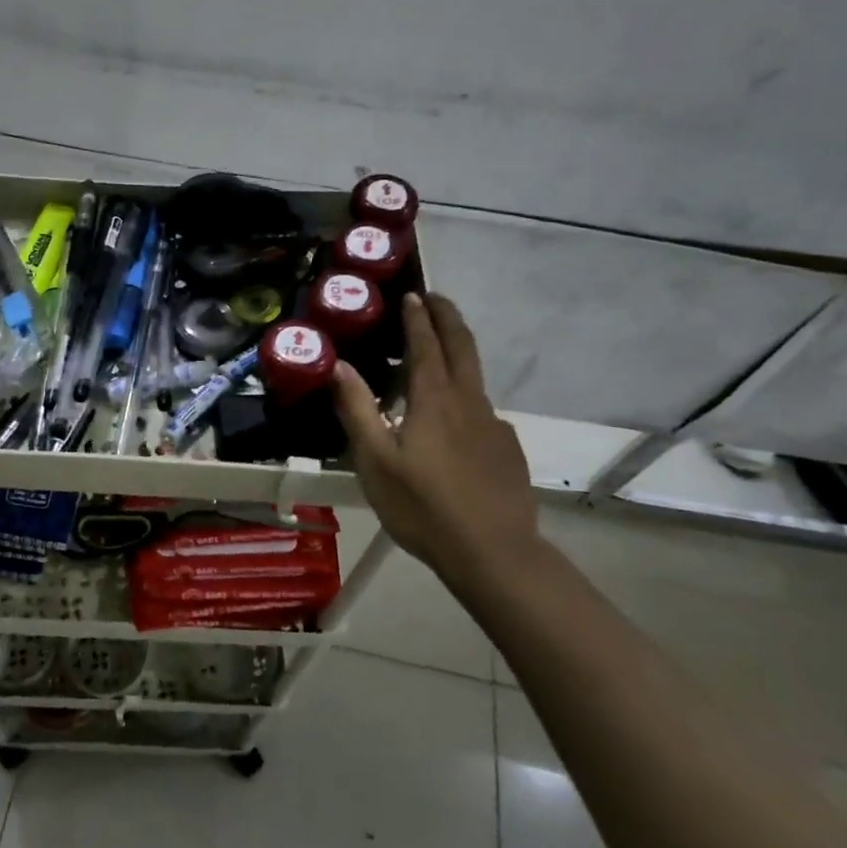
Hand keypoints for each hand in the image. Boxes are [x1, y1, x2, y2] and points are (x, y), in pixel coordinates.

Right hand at [333, 292, 538, 579]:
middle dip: (448, 317)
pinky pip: (482, 410)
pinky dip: (465, 395)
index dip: (418, 318)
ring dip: (457, 351)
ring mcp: (493, 425)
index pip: (426, 345)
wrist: (494, 553)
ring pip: (474, 376)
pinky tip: (454, 422)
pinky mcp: (507, 448)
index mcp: (434, 400)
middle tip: (434, 298)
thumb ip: (357, 410)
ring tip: (438, 353)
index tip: (412, 294)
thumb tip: (339, 365)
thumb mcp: (375, 461)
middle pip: (462, 346)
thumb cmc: (423, 507)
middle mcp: (468, 402)